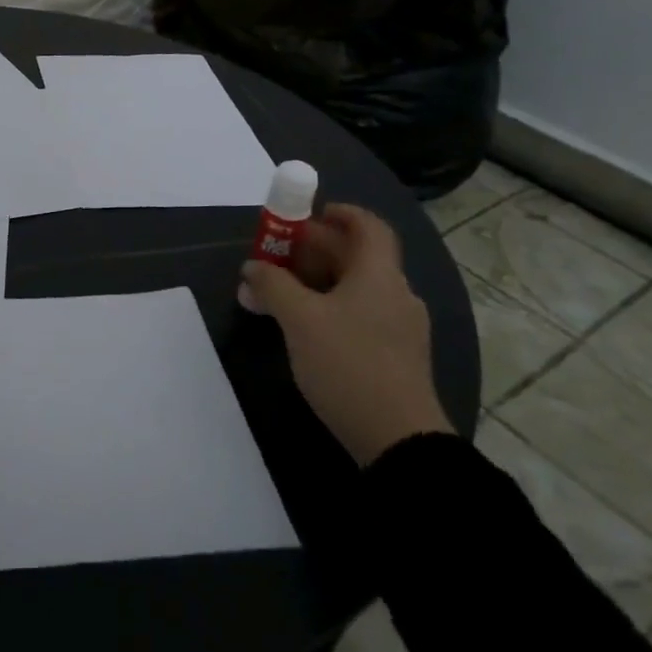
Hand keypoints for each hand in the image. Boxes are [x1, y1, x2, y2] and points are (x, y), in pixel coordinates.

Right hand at [242, 204, 450, 466]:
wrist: (397, 438)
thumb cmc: (348, 364)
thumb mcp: (299, 319)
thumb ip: (272, 285)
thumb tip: (252, 267)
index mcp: (379, 275)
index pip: (368, 227)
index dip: (341, 214)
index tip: (308, 214)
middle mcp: (396, 293)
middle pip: (358, 256)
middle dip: (316, 249)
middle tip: (279, 252)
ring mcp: (399, 327)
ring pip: (357, 287)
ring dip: (320, 280)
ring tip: (282, 290)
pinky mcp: (395, 356)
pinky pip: (361, 314)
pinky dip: (332, 306)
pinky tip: (305, 326)